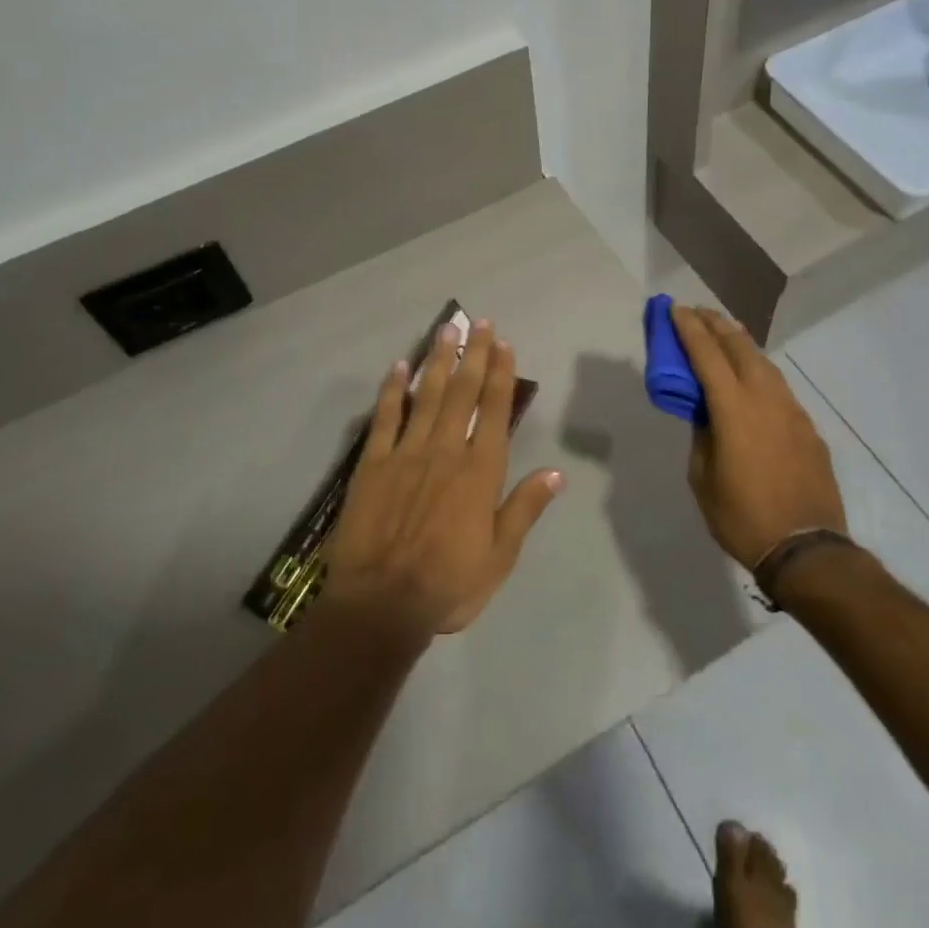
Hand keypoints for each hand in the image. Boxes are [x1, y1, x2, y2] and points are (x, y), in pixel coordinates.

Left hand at [326, 321, 564, 636]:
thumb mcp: (499, 557)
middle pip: (463, 392)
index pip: (495, 410)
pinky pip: (385, 417)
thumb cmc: (447, 585)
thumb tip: (556, 472)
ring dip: (438, 360)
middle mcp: (446, 450)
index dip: (501, 374)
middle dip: (473, 354)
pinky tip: (399, 366)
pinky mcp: (372, 463)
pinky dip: (393, 390)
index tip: (504, 343)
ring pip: (427, 395)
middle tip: (479, 322)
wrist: (380, 605)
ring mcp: (406, 453)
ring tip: (446, 329)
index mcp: (480, 471)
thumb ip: (525, 509)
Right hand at [670, 306, 847, 568]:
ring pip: (764, 362)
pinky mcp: (808, 427)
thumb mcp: (703, 477)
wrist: (807, 550)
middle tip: (697, 312)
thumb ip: (702, 435)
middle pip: (740, 347)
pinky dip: (759, 370)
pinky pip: (779, 386)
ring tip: (724, 333)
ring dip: (740, 343)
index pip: (707, 355)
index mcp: (734, 410)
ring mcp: (792, 411)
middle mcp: (766, 399)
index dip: (689, 329)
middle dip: (716, 325)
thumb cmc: (742, 518)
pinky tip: (752, 377)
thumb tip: (705, 413)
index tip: (675, 309)